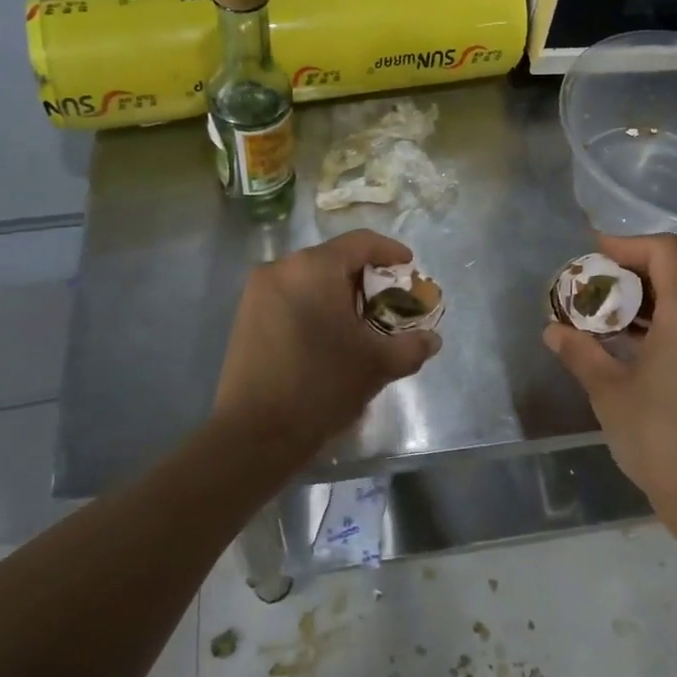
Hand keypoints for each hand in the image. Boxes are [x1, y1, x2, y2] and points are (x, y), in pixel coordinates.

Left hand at [214, 229, 440, 459]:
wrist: (254, 433)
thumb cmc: (321, 385)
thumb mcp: (377, 365)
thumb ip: (410, 346)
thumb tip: (431, 339)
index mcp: (314, 268)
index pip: (360, 242)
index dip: (390, 251)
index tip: (409, 267)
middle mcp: (282, 268)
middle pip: (334, 259)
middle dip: (365, 277)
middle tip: (389, 300)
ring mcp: (258, 291)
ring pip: (310, 278)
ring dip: (338, 292)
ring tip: (361, 321)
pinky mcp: (245, 315)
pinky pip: (290, 295)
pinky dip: (314, 304)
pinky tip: (329, 334)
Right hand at [544, 233, 676, 531]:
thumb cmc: (657, 437)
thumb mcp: (608, 391)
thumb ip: (579, 351)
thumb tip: (552, 331)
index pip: (664, 252)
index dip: (627, 244)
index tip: (593, 255)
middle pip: (672, 273)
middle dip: (627, 273)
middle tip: (588, 286)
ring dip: (640, 300)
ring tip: (599, 315)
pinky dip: (655, 323)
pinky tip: (625, 344)